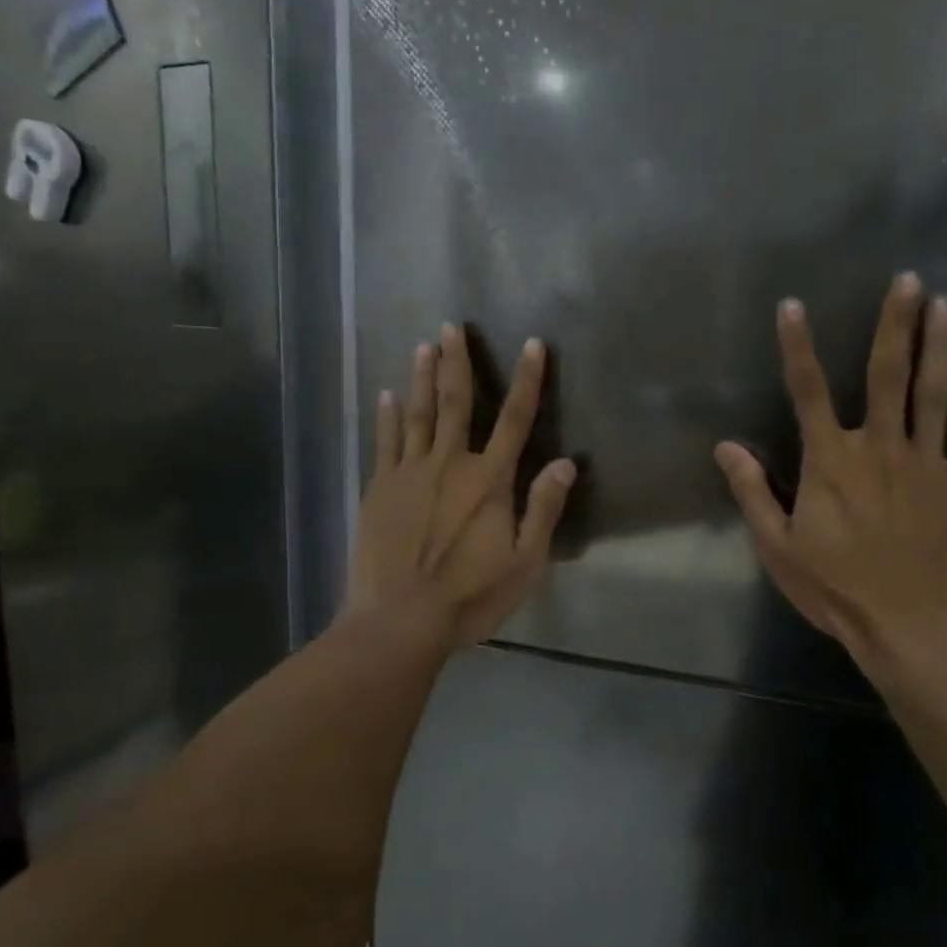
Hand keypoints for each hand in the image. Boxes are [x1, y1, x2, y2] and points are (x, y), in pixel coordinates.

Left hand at [347, 324, 576, 647]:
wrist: (399, 621)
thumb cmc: (469, 596)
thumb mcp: (524, 563)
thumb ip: (543, 510)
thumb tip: (567, 463)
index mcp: (489, 481)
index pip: (515, 419)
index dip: (527, 380)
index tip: (533, 345)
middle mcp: (450, 464)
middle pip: (458, 403)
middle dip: (458, 362)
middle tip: (453, 326)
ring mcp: (409, 473)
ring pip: (419, 414)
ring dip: (423, 378)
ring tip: (424, 345)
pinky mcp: (380, 488)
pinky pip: (385, 442)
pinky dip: (387, 416)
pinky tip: (386, 394)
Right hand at [714, 273, 946, 668]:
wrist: (910, 627)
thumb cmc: (835, 589)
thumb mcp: (777, 546)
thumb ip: (753, 491)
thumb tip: (725, 447)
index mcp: (831, 461)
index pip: (808, 391)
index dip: (797, 346)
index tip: (792, 306)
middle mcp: (880, 447)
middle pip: (886, 374)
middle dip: (894, 324)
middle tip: (907, 280)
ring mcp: (928, 463)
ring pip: (936, 392)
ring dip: (941, 345)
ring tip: (946, 303)